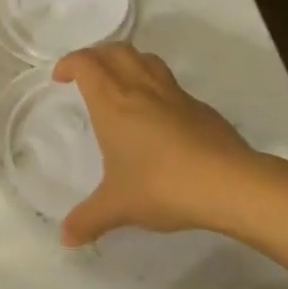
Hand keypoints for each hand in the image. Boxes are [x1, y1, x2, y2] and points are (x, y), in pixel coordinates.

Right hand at [54, 43, 251, 246]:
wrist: (227, 182)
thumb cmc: (161, 185)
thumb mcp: (118, 206)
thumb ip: (88, 218)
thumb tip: (65, 238)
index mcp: (112, 100)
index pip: (85, 63)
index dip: (69, 63)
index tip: (60, 78)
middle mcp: (139, 86)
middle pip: (114, 50)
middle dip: (96, 55)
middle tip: (87, 74)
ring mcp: (172, 92)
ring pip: (144, 57)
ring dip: (126, 61)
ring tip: (119, 82)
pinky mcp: (197, 104)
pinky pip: (168, 81)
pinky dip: (153, 83)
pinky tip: (156, 112)